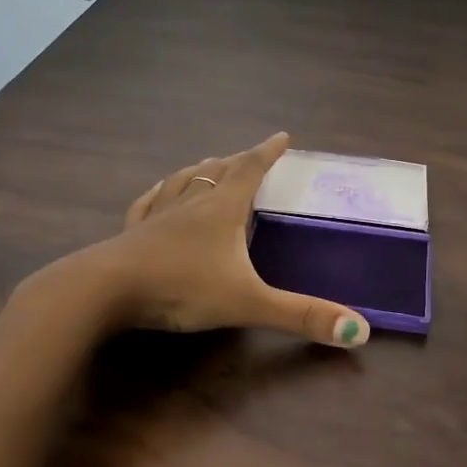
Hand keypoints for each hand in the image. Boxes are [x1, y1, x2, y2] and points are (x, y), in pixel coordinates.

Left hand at [67, 133, 371, 347]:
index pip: (251, 170)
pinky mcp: (132, 231)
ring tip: (209, 164)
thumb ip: (301, 316)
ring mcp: (158, 214)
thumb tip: (361, 331)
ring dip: (202, 169)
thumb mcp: (248, 303)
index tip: (283, 135)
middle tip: (251, 154)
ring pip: (184, 180)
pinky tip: (158, 192)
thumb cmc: (181, 287)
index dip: (269, 152)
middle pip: (219, 171)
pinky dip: (161, 192)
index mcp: (222, 209)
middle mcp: (192, 202)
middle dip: (239, 160)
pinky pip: (150, 202)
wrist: (106, 289)